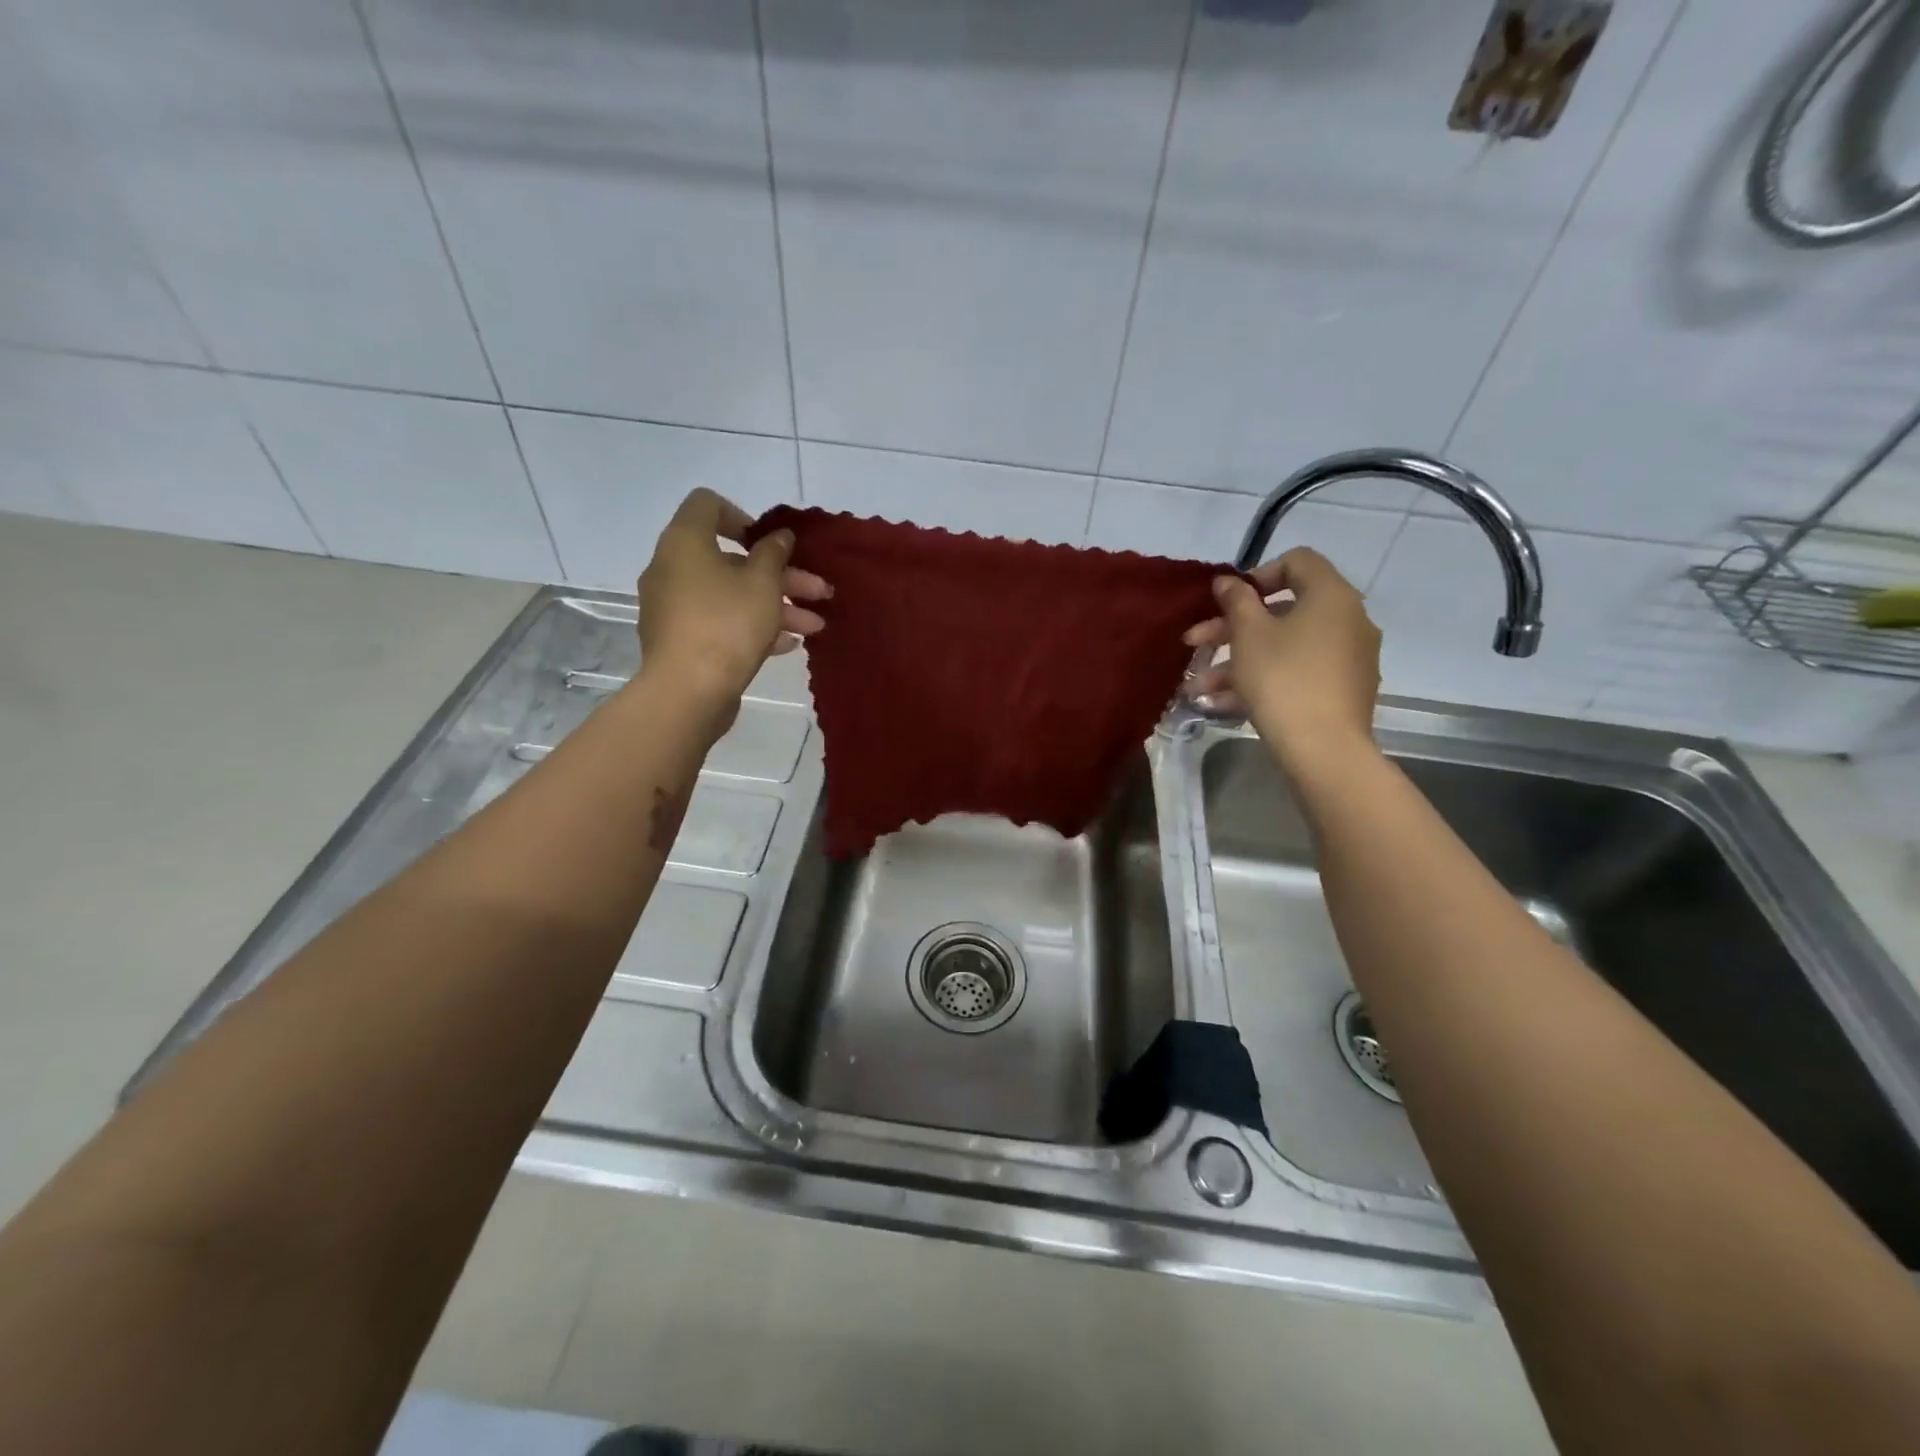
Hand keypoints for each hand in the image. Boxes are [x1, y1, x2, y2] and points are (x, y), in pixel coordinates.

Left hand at [637, 489, 830, 708]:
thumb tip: (778, 537)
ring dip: (776, 606)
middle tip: (819, 592)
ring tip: (815, 627)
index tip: (771, 544)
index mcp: (684, 542)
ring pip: (730, 595)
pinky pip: (720, 622)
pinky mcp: (681, 641)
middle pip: (731, 560)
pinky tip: (788, 645)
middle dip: (781, 575)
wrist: (688, 692)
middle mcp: (671, 569)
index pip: (707, 505)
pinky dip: (752, 627)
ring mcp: (674, 608)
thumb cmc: (727, 624)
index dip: (744, 517)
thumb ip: (774, 554)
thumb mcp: (763, 584)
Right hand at [1183, 547, 1380, 766]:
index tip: (1228, 602)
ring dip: (1238, 661)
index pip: (1298, 562)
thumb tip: (1228, 581)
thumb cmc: (1282, 679)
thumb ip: (1236, 601)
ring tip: (1198, 687)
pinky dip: (1263, 679)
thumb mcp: (1249, 635)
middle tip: (1194, 642)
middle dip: (1232, 627)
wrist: (1323, 748)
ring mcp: (1349, 658)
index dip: (1257, 575)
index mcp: (1331, 596)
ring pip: (1285, 647)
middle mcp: (1348, 620)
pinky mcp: (1343, 690)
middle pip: (1284, 610)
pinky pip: (1297, 672)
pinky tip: (1222, 704)